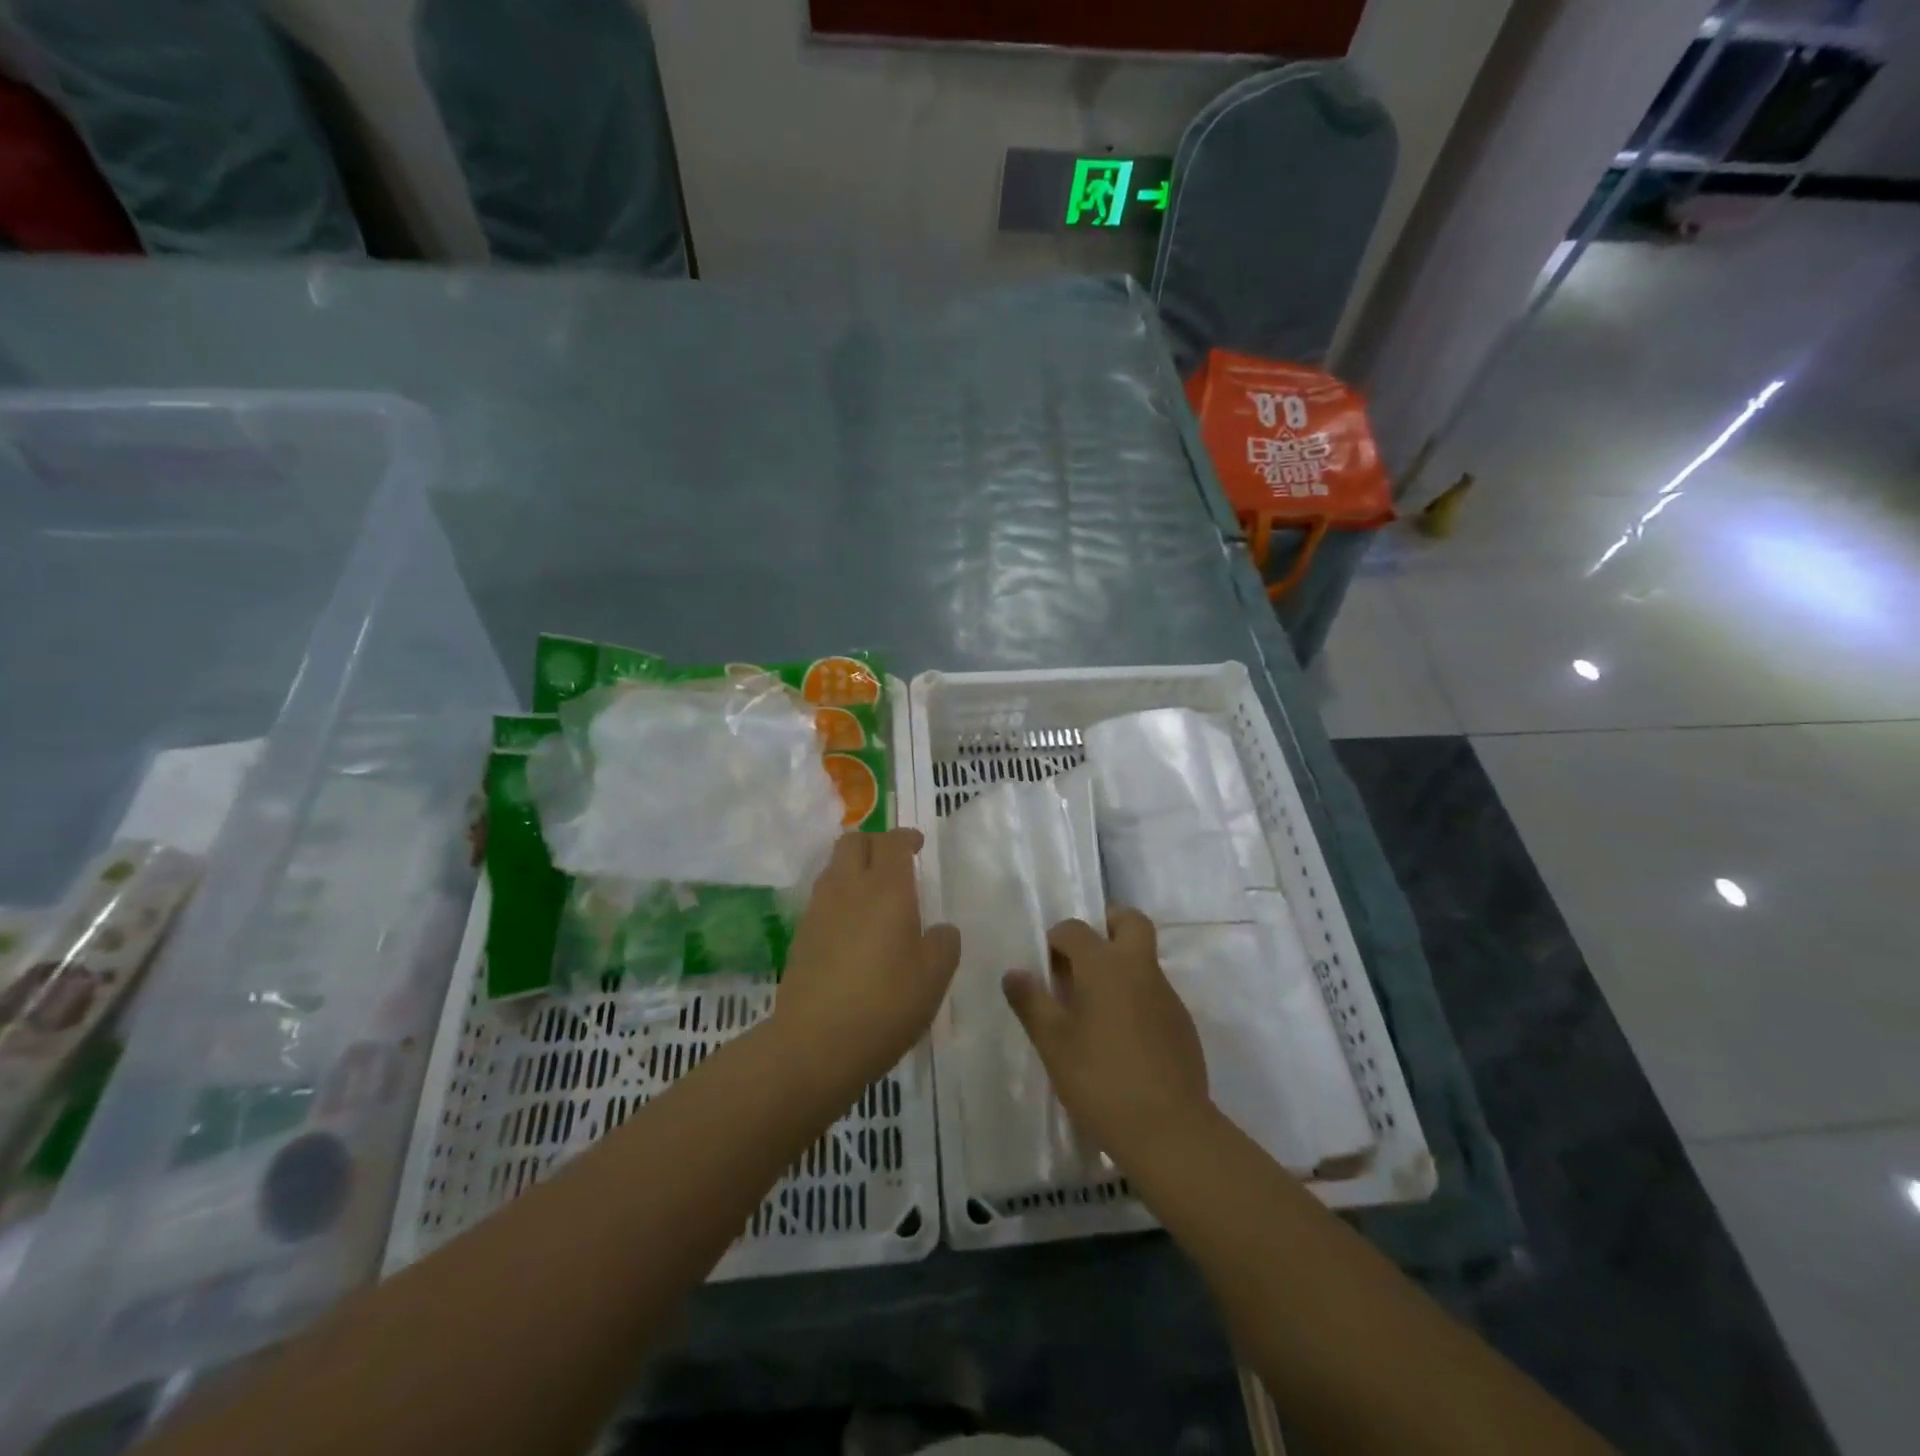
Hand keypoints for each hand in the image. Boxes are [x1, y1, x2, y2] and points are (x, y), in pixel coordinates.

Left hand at [776, 829, 960, 1086]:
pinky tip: (853, 928)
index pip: (892, 842)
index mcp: (887, 889)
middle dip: (874, 843)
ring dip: (853, 868)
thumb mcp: (934, 977)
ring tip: (873, 894)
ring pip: (833, 867)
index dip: (906, 837)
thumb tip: (940, 930)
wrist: (814, 1043)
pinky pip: (822, 898)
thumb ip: (944, 944)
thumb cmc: (885, 1004)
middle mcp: (849, 888)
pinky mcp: (801, 936)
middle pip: (853, 841)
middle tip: (894, 863)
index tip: (918, 844)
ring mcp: (819, 911)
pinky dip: (839, 897)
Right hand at [1003, 908, 1212, 1164]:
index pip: (1075, 929)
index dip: (1056, 939)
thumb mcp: (1054, 1044)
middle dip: (1106, 925)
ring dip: (1119, 965)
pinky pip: (1154, 992)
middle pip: (1130, 922)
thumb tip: (1013, 973)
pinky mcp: (1182, 1024)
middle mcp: (1140, 969)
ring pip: (1143, 959)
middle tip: (1082, 956)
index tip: (1044, 967)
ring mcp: (1167, 995)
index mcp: (1105, 965)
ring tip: (1093, 1007)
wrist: (1170, 1131)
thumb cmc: (1101, 1080)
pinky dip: (1135, 997)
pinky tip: (1120, 1038)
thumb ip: (1031, 1003)